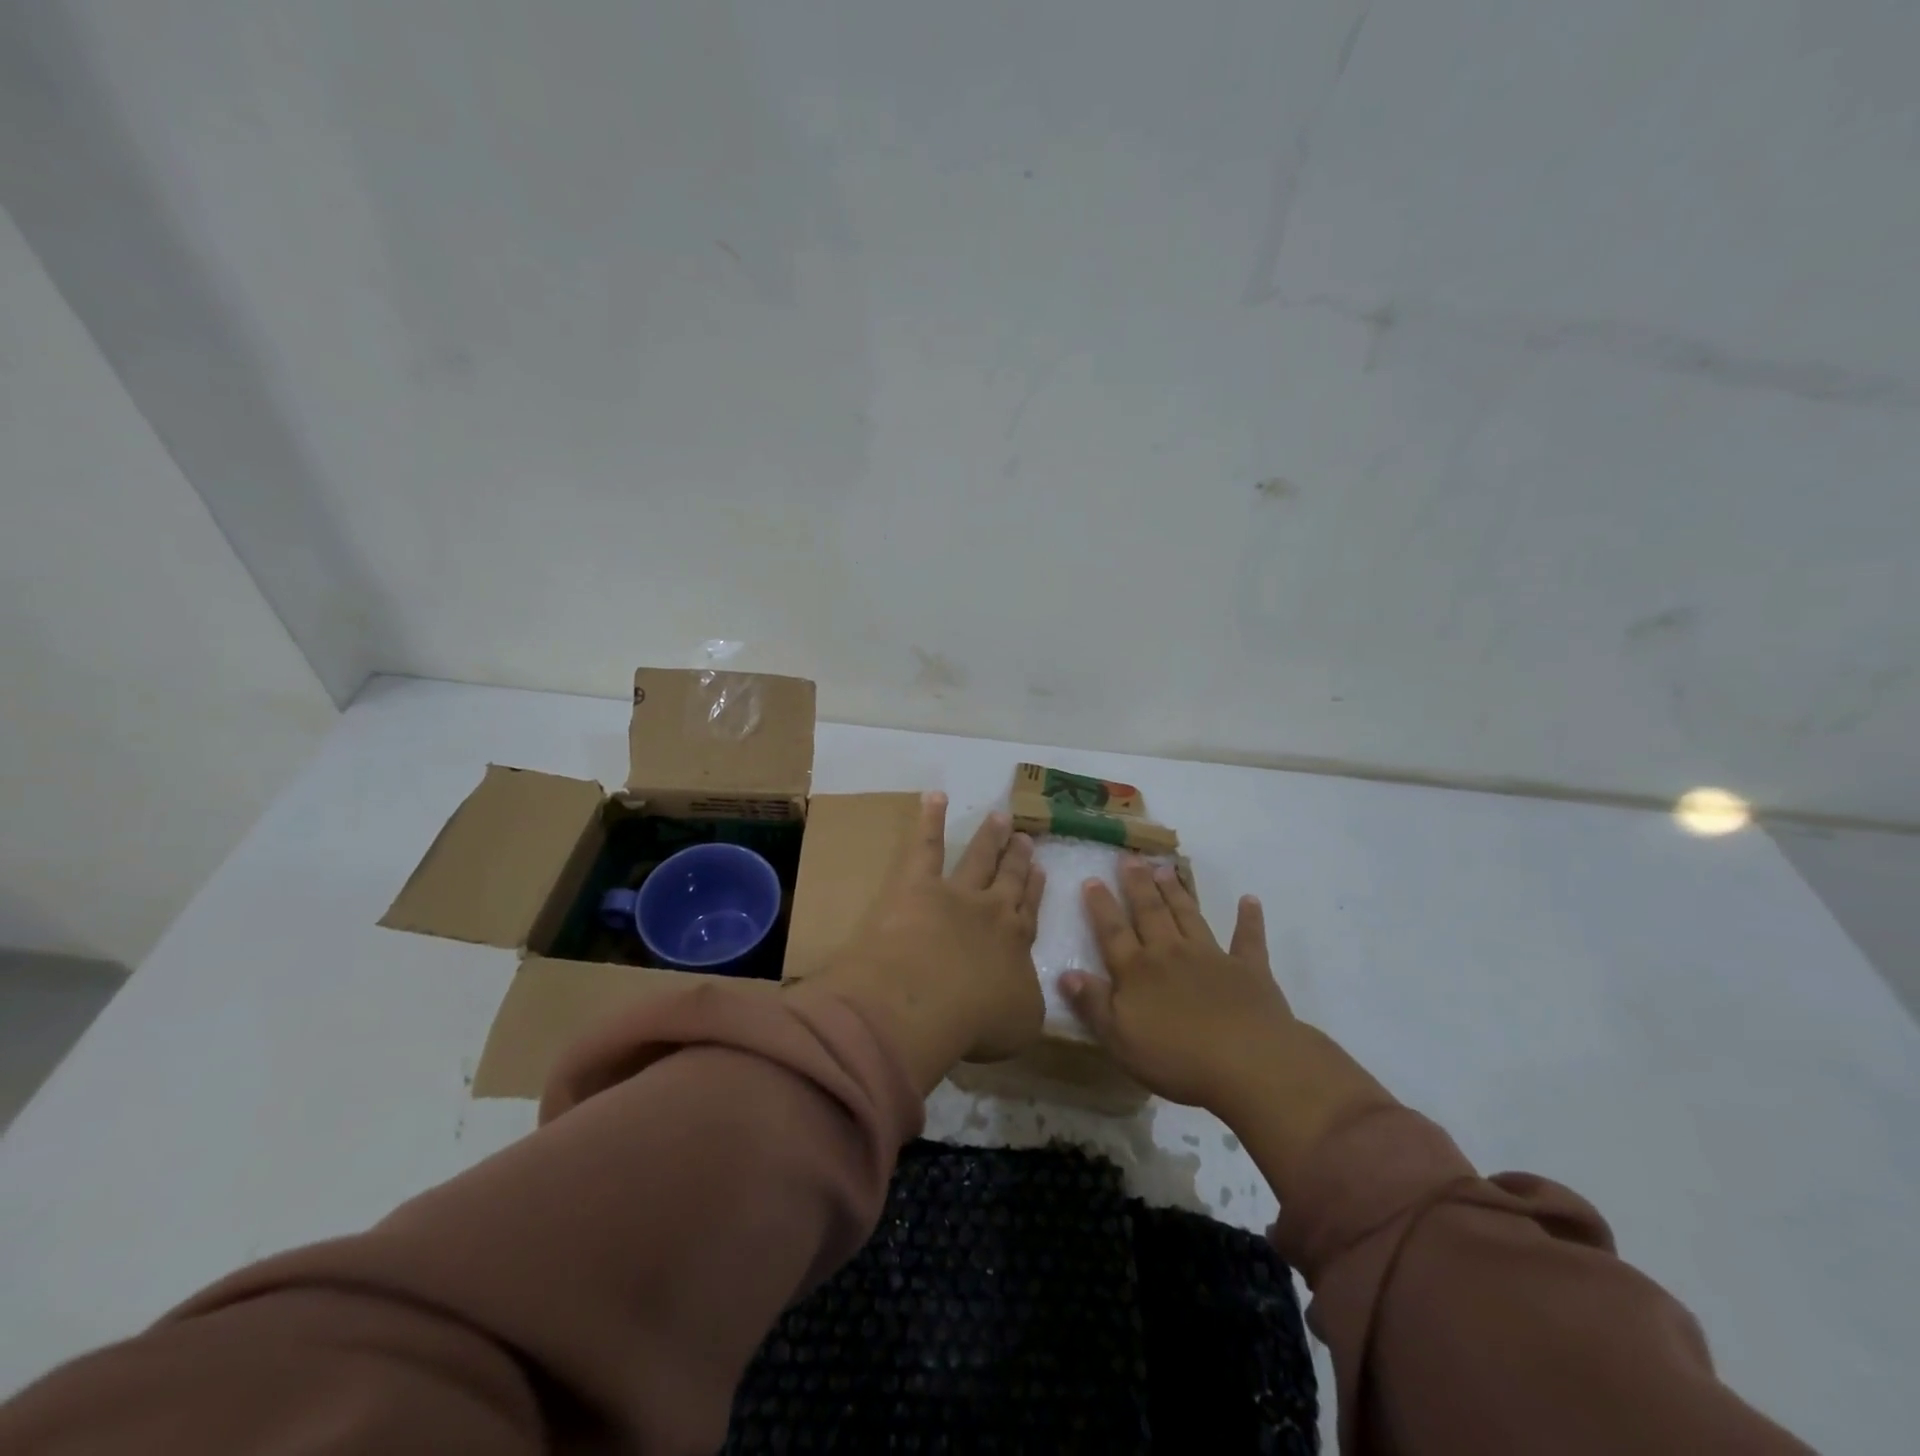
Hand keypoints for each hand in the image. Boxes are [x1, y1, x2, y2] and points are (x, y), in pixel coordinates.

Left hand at [803, 793, 1044, 1090]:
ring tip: (1000, 817)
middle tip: (1025, 838)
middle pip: (1007, 880)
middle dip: (1017, 859)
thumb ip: (1025, 1000)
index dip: (1034, 890)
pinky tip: (935, 796)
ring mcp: (954, 892)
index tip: (1041, 869)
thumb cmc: (974, 1021)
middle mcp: (991, 910)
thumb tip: (1024, 987)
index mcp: (1015, 943)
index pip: (1028, 911)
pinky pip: (926, 845)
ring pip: (978, 858)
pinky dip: (930, 819)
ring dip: (989, 838)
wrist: (924, 1001)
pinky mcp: (917, 884)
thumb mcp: (1020, 1022)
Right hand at [1061, 858, 1293, 1114]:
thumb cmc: (1177, 1057)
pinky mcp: (1249, 969)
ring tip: (1165, 868)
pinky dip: (1249, 919)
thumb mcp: (1120, 1039)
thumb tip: (1066, 973)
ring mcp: (1211, 957)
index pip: (1113, 932)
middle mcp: (1170, 953)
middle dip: (1138, 885)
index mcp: (1137, 971)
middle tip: (1130, 858)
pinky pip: (1247, 939)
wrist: (1248, 1062)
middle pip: (1150, 913)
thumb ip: (1092, 1004)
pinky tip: (1250, 900)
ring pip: (1188, 916)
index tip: (1092, 879)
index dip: (1101, 906)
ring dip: (1176, 892)